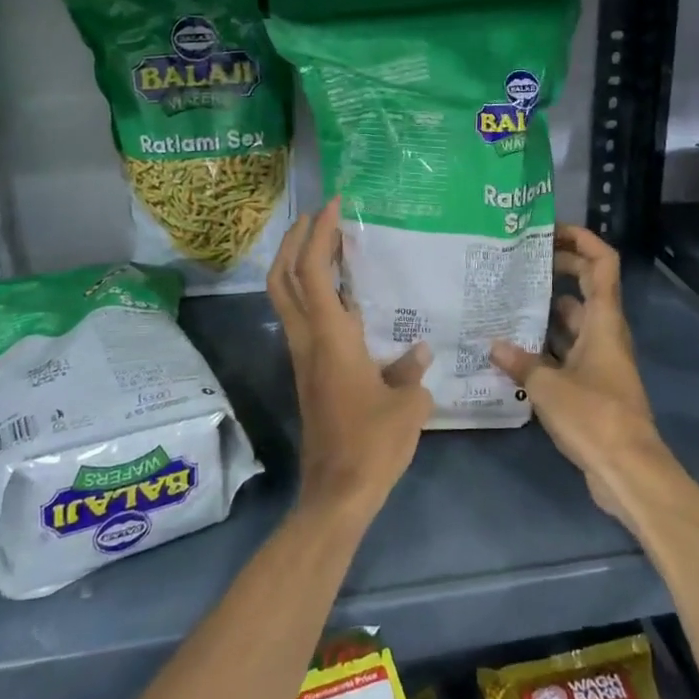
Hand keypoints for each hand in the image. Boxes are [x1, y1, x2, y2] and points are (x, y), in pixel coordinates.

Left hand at [269, 198, 432, 524]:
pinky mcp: (309, 372)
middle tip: (319, 216)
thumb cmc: (372, 445)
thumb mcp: (408, 405)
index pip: (311, 271)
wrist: (337, 493)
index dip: (318, 233)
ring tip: (332, 245)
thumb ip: (412, 371)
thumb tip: (418, 352)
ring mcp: (303, 357)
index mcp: (330, 338)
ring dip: (299, 264)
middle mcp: (307, 340)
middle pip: (281, 277)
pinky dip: (314, 292)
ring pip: (286, 297)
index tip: (333, 205)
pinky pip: (303, 318)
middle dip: (293, 240)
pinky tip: (346, 295)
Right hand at [490, 225, 676, 531]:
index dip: (582, 240)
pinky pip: (565, 351)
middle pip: (586, 287)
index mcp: (604, 321)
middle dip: (558, 269)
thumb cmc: (595, 417)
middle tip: (519, 262)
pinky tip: (512, 348)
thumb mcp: (549, 386)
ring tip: (505, 300)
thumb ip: (520, 362)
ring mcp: (598, 359)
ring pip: (572, 321)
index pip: (602, 264)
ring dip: (545, 310)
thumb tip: (493, 345)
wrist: (628, 471)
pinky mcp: (591, 384)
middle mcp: (604, 333)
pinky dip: (544, 345)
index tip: (550, 231)